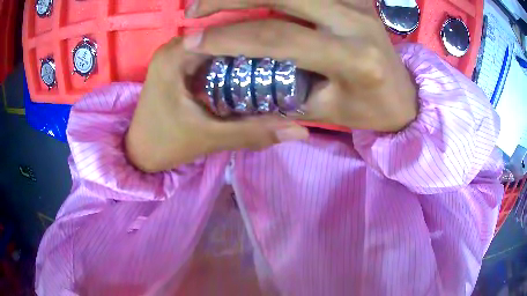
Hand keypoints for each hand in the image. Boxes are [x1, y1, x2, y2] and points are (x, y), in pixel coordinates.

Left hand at [125, 38, 308, 172]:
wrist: (139, 153)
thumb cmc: (167, 144)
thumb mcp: (211, 137)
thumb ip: (254, 132)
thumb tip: (301, 130)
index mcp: (176, 56)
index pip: (227, 36)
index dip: (258, 45)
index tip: (286, 58)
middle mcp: (174, 48)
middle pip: (222, 40)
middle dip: (251, 53)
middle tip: (285, 66)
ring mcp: (174, 56)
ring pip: (216, 49)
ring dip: (240, 59)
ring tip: (272, 69)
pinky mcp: (176, 66)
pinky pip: (208, 58)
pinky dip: (227, 67)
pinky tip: (247, 77)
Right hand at [185, 0, 417, 131]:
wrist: (404, 94)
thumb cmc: (370, 110)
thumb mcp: (327, 110)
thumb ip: (287, 88)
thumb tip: (245, 69)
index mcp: (353, 57)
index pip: (279, 38)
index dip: (230, 37)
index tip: (193, 41)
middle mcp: (356, 20)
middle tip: (194, 9)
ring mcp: (357, 2)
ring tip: (213, 0)